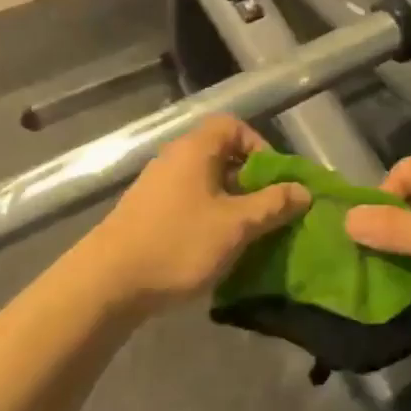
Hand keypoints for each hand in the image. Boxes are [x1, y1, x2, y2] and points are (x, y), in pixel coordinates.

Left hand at [89, 117, 309, 312]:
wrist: (107, 283)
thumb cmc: (178, 243)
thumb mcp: (236, 226)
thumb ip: (272, 205)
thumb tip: (302, 191)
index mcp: (195, 149)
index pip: (234, 126)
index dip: (260, 147)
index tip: (273, 180)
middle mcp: (175, 158)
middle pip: (221, 155)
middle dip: (250, 181)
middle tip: (267, 211)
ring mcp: (157, 186)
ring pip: (206, 183)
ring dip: (231, 203)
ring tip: (246, 234)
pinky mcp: (147, 212)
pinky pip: (189, 202)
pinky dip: (209, 217)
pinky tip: (215, 248)